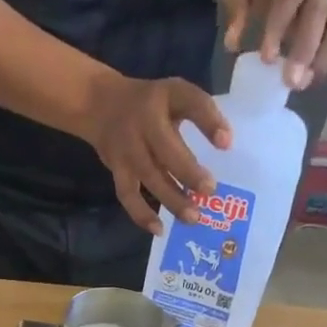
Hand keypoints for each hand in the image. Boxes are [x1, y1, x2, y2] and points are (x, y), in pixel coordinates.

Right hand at [84, 73, 230, 232]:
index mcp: (166, 96)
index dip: (209, 122)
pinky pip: (128, 195)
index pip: (190, 103)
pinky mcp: (116, 170)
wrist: (100, 106)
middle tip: (209, 191)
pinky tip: (159, 229)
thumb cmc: (150, 104)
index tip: (226, 144)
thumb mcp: (175, 96)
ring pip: (151, 177)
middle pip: (167, 150)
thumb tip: (226, 144)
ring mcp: (128, 149)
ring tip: (193, 217)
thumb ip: (200, 115)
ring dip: (172, 199)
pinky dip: (142, 214)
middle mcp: (144, 123)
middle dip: (189, 173)